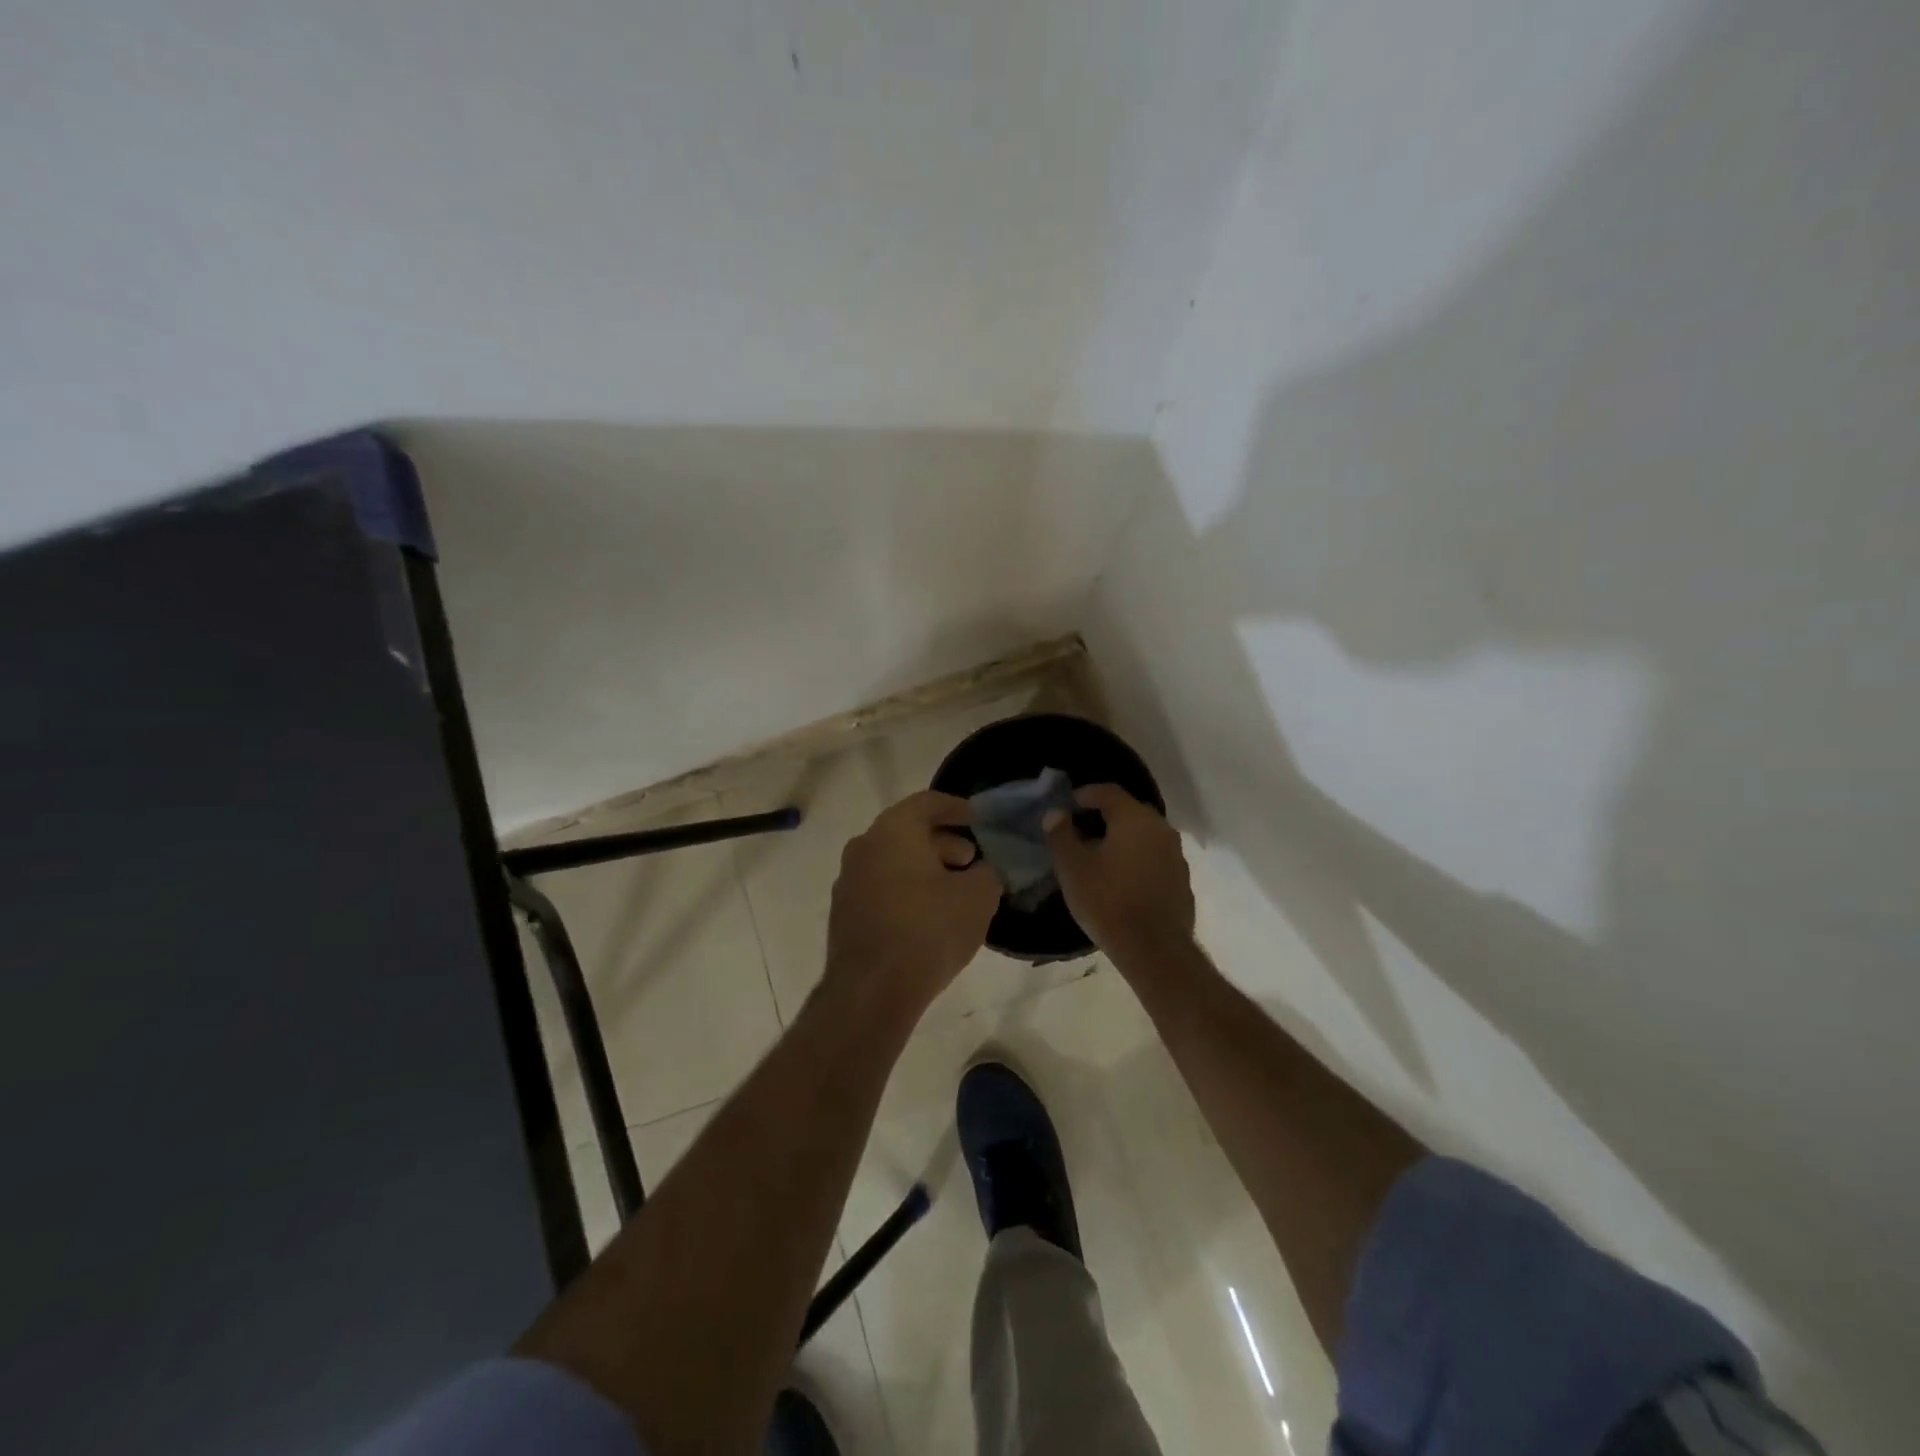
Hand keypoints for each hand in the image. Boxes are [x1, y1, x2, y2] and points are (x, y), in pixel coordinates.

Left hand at [824, 791, 999, 1019]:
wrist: (872, 991)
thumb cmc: (929, 930)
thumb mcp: (978, 897)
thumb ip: (988, 872)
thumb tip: (983, 869)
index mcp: (894, 830)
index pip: (928, 802)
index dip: (958, 808)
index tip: (980, 820)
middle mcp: (864, 846)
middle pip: (908, 831)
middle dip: (944, 842)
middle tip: (972, 861)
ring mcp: (848, 880)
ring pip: (893, 860)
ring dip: (925, 868)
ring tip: (955, 891)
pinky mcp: (844, 913)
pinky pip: (881, 887)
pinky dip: (906, 890)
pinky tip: (928, 917)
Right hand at [1043, 784, 1194, 961]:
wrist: (1154, 950)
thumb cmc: (1108, 902)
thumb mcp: (1073, 868)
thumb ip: (1061, 835)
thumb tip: (1056, 813)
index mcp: (1134, 818)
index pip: (1108, 791)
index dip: (1085, 794)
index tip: (1068, 806)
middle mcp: (1160, 828)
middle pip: (1129, 810)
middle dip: (1104, 816)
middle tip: (1080, 830)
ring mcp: (1176, 854)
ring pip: (1144, 835)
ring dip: (1122, 838)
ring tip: (1099, 856)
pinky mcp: (1181, 879)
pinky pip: (1155, 857)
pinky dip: (1137, 858)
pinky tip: (1122, 879)